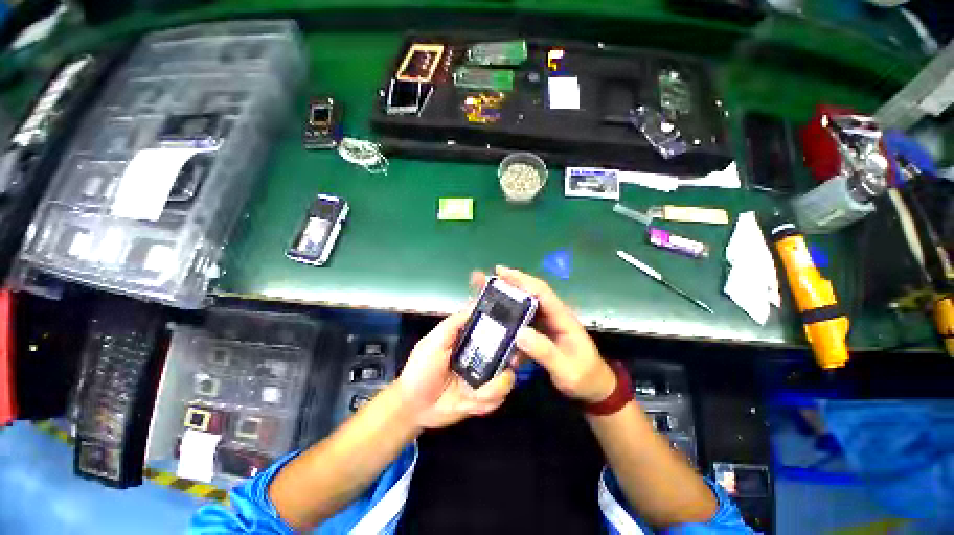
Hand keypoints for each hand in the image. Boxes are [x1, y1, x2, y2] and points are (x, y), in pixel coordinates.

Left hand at [395, 310, 516, 428]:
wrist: (414, 406)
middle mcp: (484, 356)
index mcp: (473, 339)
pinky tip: (468, 402)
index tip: (514, 333)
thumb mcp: (434, 341)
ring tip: (471, 392)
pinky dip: (484, 403)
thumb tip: (475, 303)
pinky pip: (498, 400)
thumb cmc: (421, 368)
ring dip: (492, 388)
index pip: (498, 329)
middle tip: (506, 365)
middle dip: (511, 360)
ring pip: (507, 379)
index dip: (509, 330)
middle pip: (511, 353)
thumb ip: (454, 323)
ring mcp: (486, 378)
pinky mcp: (485, 399)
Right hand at [472, 266, 615, 403]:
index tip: (500, 272)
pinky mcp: (540, 332)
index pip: (541, 292)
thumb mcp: (566, 369)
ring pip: (523, 306)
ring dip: (505, 301)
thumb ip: (545, 352)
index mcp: (562, 317)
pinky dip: (508, 321)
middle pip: (528, 294)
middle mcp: (552, 315)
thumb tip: (519, 332)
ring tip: (484, 297)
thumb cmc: (583, 377)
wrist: (593, 388)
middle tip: (484, 280)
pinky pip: (521, 322)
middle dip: (508, 285)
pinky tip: (495, 323)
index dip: (521, 280)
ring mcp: (546, 323)